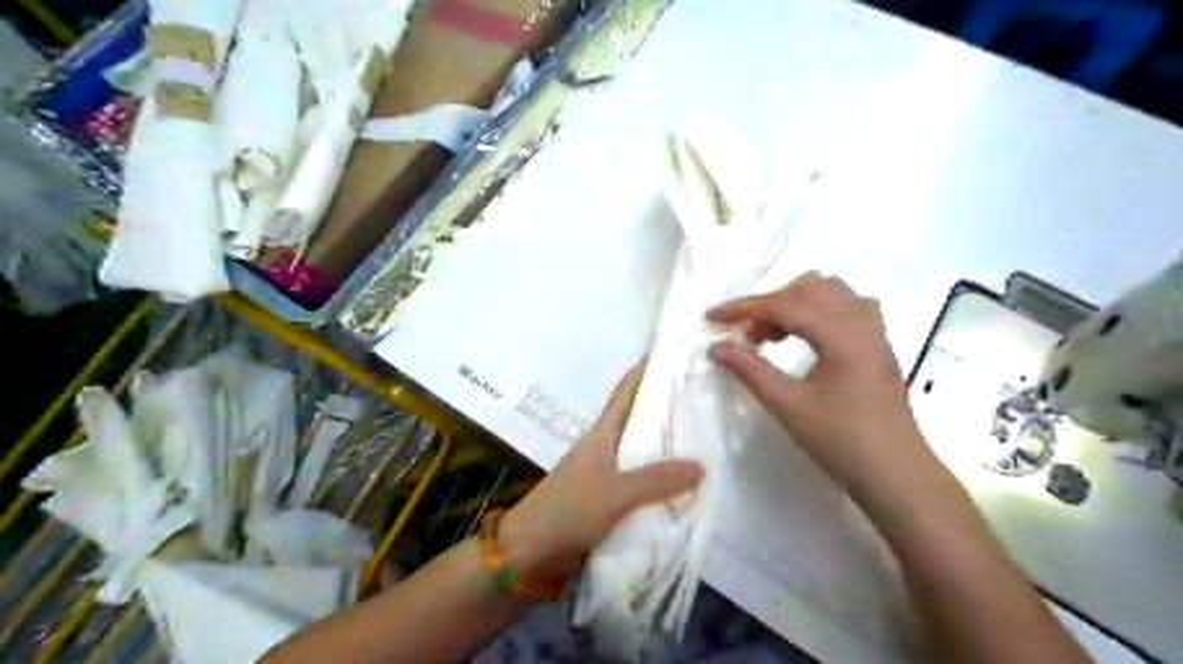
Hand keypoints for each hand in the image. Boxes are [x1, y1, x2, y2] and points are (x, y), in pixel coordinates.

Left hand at [499, 366, 699, 583]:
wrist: (531, 550)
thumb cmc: (569, 508)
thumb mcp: (616, 492)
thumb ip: (657, 480)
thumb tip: (701, 465)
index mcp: (602, 433)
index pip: (626, 392)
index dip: (645, 371)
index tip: (673, 355)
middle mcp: (606, 447)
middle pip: (639, 420)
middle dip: (667, 410)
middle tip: (706, 401)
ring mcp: (606, 473)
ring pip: (642, 453)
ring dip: (667, 448)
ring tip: (705, 441)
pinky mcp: (608, 498)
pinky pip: (641, 483)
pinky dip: (660, 481)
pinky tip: (684, 486)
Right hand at [705, 272, 928, 495]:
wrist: (896, 476)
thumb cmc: (842, 442)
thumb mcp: (788, 406)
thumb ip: (750, 371)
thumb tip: (717, 348)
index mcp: (842, 334)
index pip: (784, 304)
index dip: (743, 308)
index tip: (712, 318)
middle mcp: (862, 322)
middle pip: (809, 288)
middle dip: (770, 304)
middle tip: (746, 335)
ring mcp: (874, 332)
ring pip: (830, 293)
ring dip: (794, 303)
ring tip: (771, 334)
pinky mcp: (878, 345)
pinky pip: (845, 308)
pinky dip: (816, 312)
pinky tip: (804, 337)